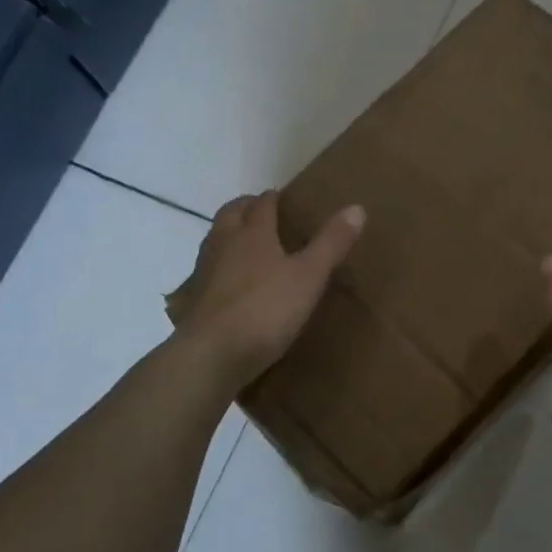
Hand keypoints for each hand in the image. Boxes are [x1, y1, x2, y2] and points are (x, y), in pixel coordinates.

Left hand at [175, 191, 364, 386]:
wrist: (212, 354)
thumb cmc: (265, 309)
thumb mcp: (309, 277)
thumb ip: (331, 244)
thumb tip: (357, 207)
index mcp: (252, 233)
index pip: (262, 205)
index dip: (272, 199)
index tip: (281, 197)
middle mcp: (223, 244)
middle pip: (230, 214)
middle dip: (245, 208)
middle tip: (261, 212)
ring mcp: (204, 272)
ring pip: (215, 240)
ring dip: (230, 235)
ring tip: (248, 245)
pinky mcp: (195, 300)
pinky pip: (208, 271)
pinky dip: (221, 267)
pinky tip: (231, 283)